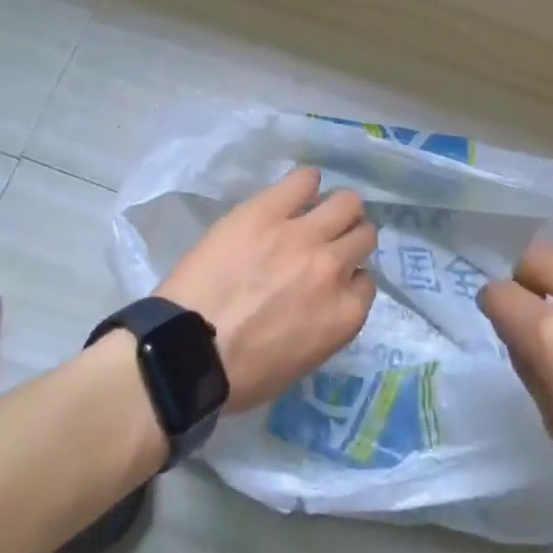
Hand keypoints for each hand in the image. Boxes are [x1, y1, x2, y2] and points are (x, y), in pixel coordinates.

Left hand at [158, 167, 377, 412]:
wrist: (187, 350)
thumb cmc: (241, 373)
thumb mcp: (302, 361)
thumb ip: (324, 322)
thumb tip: (321, 298)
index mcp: (344, 314)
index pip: (365, 282)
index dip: (347, 278)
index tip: (330, 280)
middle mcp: (333, 268)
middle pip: (362, 235)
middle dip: (349, 238)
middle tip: (326, 242)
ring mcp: (303, 235)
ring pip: (346, 203)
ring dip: (336, 209)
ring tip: (315, 211)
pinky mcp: (268, 211)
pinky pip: (303, 179)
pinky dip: (305, 182)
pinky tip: (297, 190)